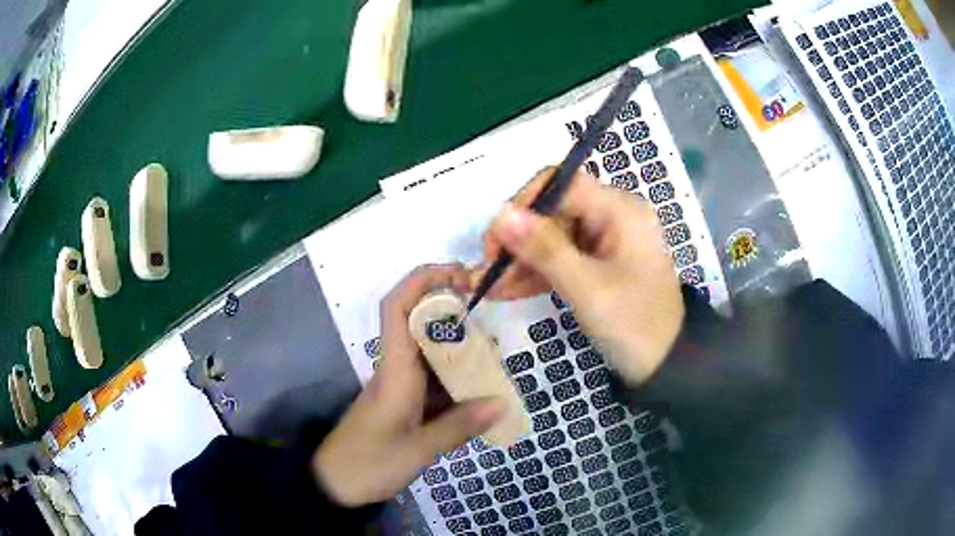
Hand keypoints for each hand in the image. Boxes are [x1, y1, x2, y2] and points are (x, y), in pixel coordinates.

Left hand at [313, 265, 504, 506]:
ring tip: (495, 360)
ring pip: (431, 352)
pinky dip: (458, 378)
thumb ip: (458, 427)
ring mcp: (401, 385)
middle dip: (455, 313)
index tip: (458, 274)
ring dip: (461, 349)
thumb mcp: (416, 452)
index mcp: (394, 372)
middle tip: (492, 324)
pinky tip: (481, 390)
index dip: (423, 280)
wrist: (335, 483)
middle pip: (421, 323)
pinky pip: (434, 379)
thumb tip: (500, 404)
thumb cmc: (369, 464)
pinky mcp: (405, 402)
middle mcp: (397, 369)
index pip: (398, 308)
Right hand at [474, 168, 684, 383]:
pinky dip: (533, 275)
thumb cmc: (635, 324)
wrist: (665, 365)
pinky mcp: (594, 265)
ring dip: (519, 261)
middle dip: (517, 241)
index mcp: (619, 210)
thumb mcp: (588, 288)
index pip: (560, 185)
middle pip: (551, 212)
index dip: (523, 205)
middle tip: (488, 271)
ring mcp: (602, 242)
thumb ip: (544, 249)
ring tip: (487, 285)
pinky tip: (503, 290)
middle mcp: (610, 217)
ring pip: (549, 239)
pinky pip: (558, 261)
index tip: (496, 240)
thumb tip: (499, 213)